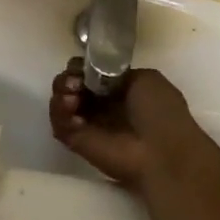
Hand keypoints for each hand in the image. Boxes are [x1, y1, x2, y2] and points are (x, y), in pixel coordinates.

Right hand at [48, 59, 219, 198]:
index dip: (83, 67)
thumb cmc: (160, 113)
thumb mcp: (147, 79)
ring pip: (61, 101)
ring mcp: (87, 123)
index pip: (90, 71)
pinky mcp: (76, 142)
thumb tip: (97, 74)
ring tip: (72, 99)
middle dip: (68, 78)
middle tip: (75, 84)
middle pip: (71, 84)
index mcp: (120, 89)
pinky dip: (60, 114)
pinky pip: (58, 124)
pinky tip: (75, 115)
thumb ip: (118, 72)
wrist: (161, 152)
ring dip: (62, 94)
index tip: (83, 68)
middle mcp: (101, 105)